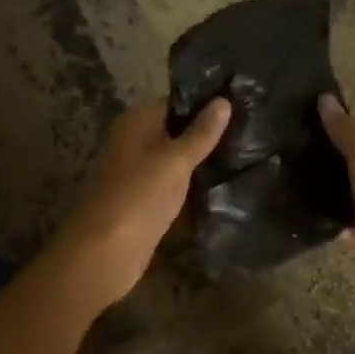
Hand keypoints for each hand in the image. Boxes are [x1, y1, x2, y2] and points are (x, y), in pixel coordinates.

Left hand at [52, 96, 231, 307]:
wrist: (104, 253)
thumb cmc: (140, 196)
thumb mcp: (176, 160)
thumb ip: (201, 132)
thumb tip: (223, 100)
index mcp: (136, 122)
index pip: (175, 102)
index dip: (206, 102)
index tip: (241, 103)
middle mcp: (134, 142)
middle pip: (176, 130)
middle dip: (208, 133)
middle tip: (250, 131)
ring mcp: (138, 174)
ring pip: (177, 160)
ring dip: (203, 162)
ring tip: (246, 156)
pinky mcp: (145, 202)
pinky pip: (174, 186)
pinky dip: (193, 186)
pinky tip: (223, 187)